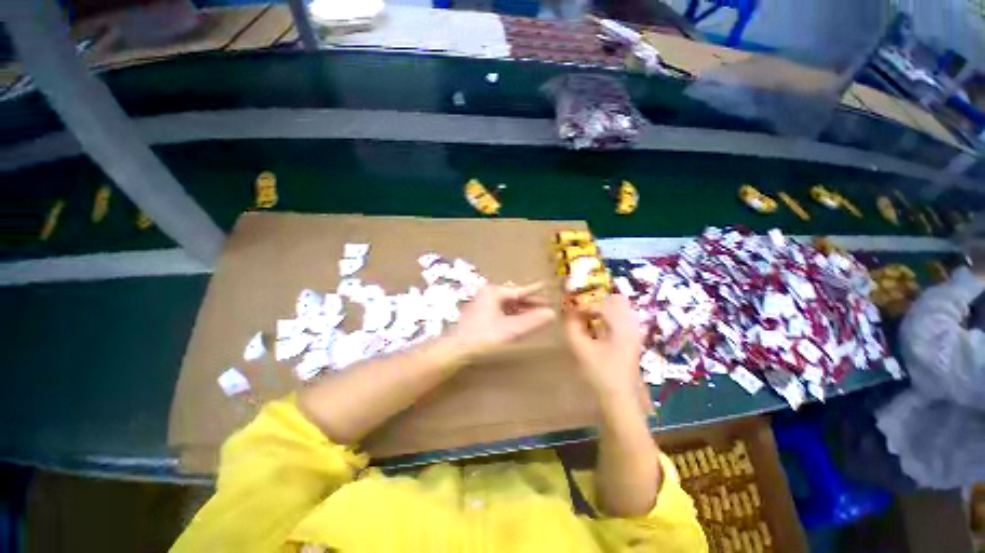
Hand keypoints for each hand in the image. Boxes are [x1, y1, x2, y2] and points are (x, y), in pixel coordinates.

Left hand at [448, 283, 555, 357]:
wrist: (456, 350)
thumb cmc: (483, 337)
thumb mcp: (511, 329)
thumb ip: (532, 321)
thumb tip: (552, 314)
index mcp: (494, 292)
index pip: (520, 290)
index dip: (535, 291)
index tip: (548, 286)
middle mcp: (488, 294)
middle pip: (514, 297)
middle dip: (530, 303)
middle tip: (547, 306)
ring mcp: (483, 304)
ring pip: (508, 305)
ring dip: (522, 310)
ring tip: (538, 314)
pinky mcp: (481, 315)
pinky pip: (502, 312)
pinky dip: (513, 316)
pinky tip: (521, 322)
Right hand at [564, 294, 642, 396]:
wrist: (620, 398)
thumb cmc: (600, 374)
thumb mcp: (581, 350)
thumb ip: (572, 328)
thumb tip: (568, 313)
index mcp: (621, 327)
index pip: (601, 305)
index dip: (583, 306)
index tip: (570, 312)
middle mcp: (632, 325)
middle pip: (617, 300)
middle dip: (596, 302)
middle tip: (581, 311)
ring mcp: (635, 332)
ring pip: (620, 308)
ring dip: (602, 309)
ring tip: (587, 319)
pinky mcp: (633, 339)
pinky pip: (621, 318)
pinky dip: (607, 317)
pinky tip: (597, 328)